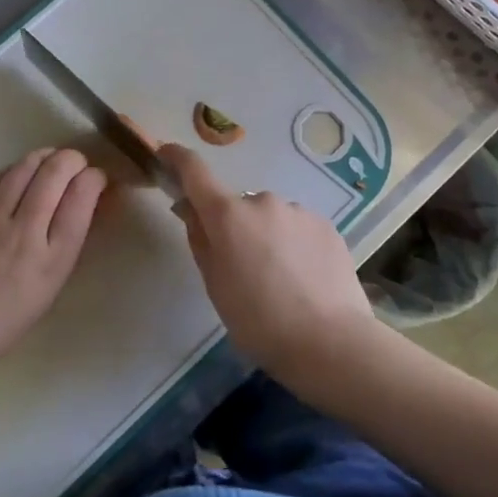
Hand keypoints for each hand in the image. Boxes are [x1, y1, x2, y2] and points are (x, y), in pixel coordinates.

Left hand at [0, 148, 105, 381]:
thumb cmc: (5, 320)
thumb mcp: (50, 287)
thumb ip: (67, 244)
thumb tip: (84, 205)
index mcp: (53, 259)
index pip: (82, 198)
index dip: (95, 178)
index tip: (97, 179)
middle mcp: (25, 233)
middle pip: (55, 174)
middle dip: (73, 159)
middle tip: (77, 164)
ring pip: (25, 168)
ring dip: (45, 156)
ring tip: (52, 158)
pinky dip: (16, 169)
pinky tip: (22, 172)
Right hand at [159, 143, 375, 383]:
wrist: (331, 342)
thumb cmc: (259, 321)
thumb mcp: (215, 285)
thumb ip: (200, 239)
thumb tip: (190, 208)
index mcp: (228, 215)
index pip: (195, 171)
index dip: (177, 158)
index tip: (166, 154)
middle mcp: (262, 200)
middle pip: (237, 206)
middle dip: (234, 227)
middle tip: (241, 267)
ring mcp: (298, 211)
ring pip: (270, 217)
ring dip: (266, 236)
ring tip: (279, 280)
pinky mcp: (326, 226)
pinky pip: (298, 228)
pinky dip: (293, 245)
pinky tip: (303, 279)